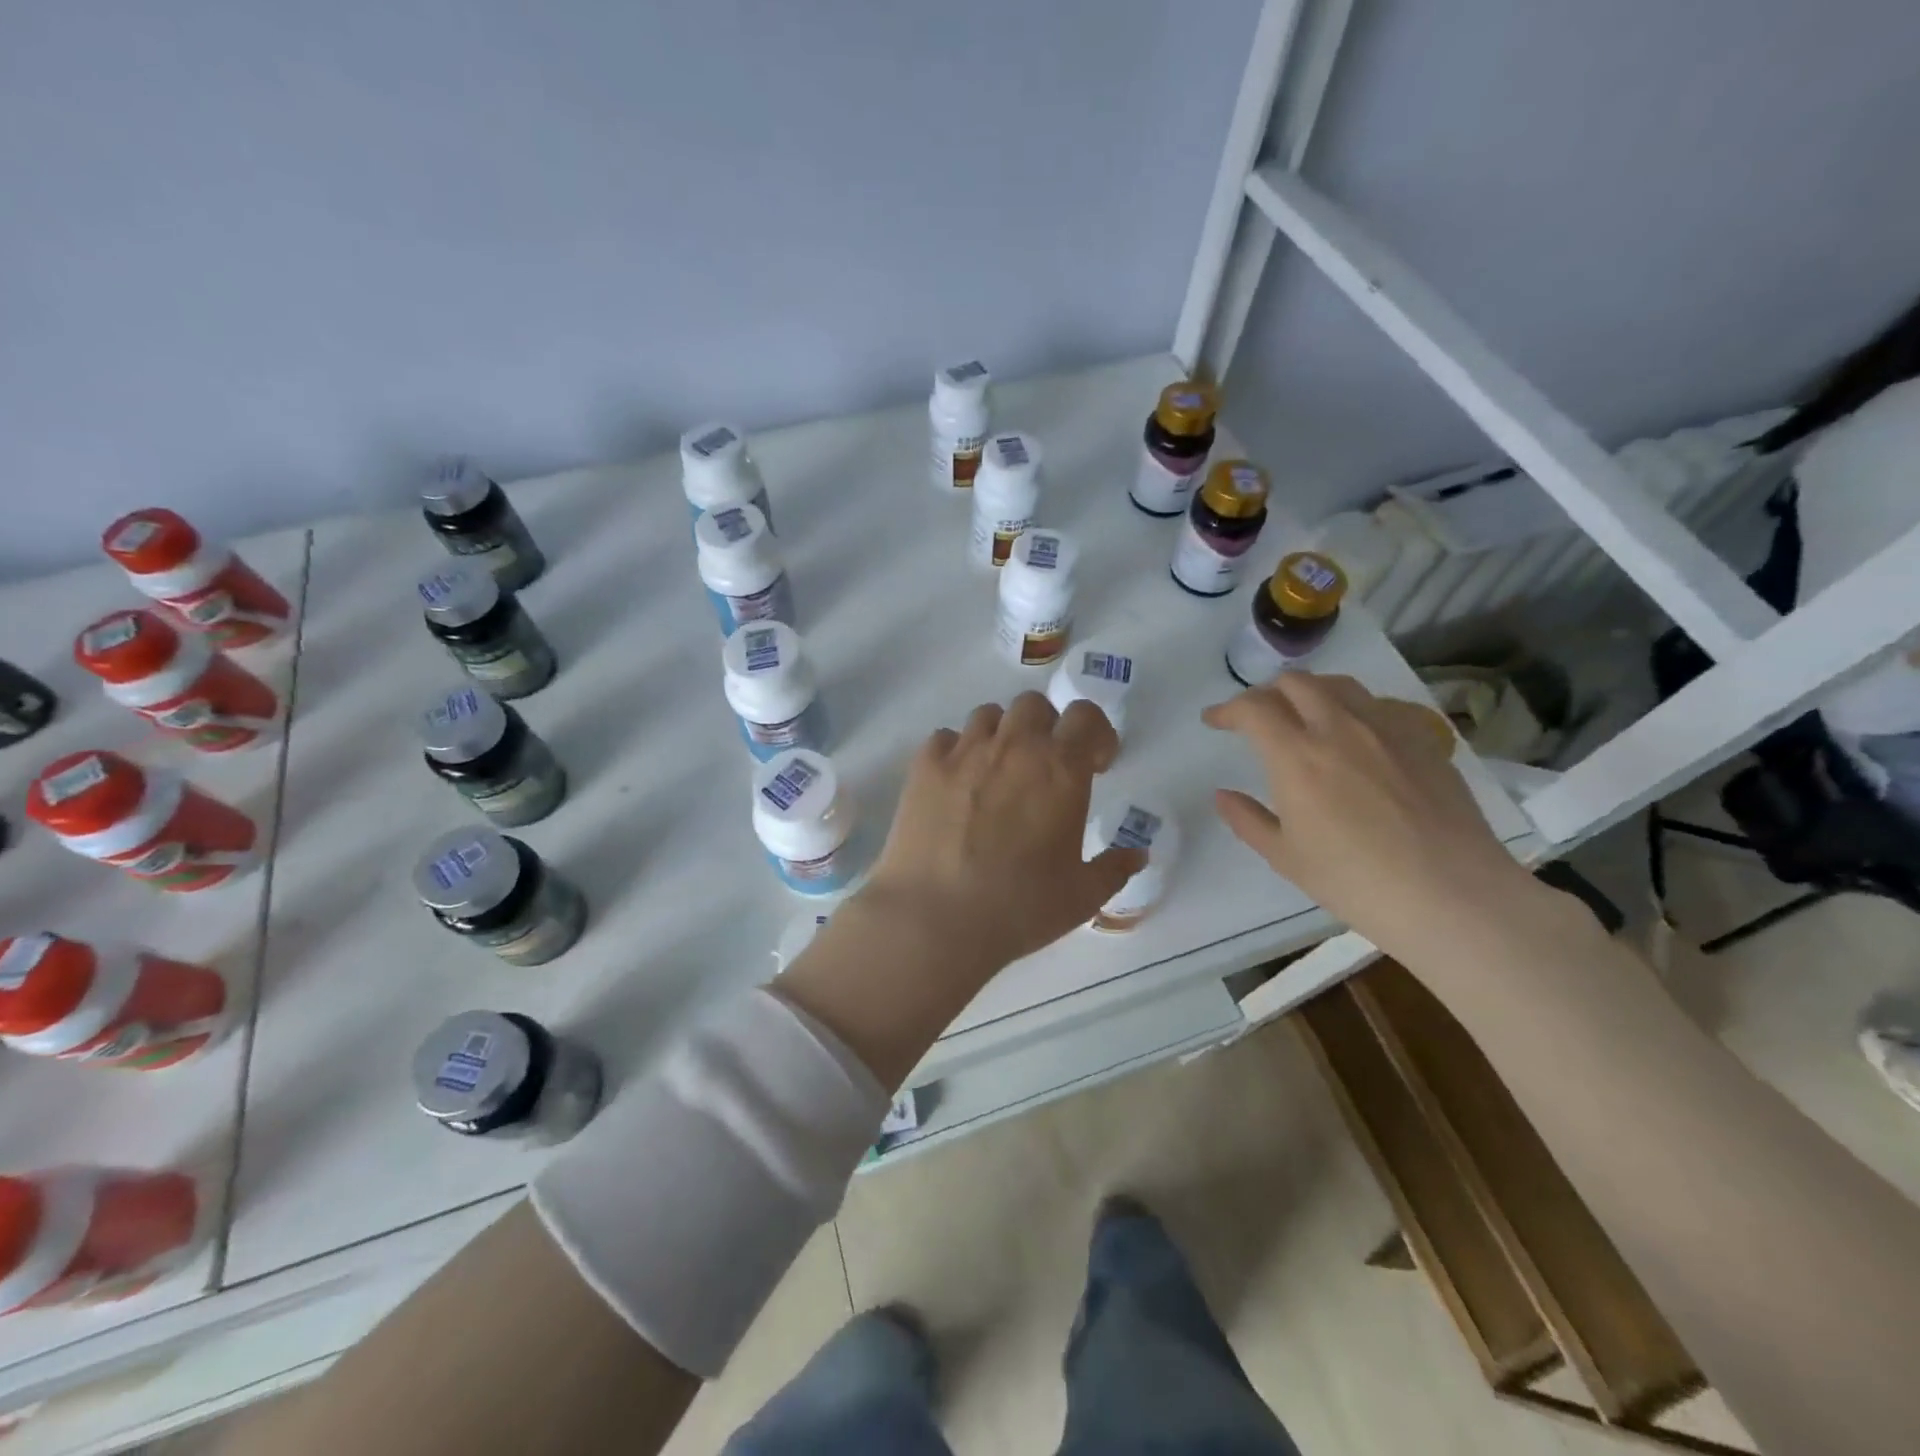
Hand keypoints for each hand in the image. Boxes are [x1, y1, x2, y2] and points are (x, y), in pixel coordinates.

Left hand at [858, 693, 1145, 980]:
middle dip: (1046, 728)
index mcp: (1060, 769)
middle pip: (1034, 706)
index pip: (1085, 717)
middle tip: (1045, 768)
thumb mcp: (1082, 896)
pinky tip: (956, 785)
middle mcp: (1014, 746)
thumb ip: (1115, 868)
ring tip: (998, 773)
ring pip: (988, 715)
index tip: (1095, 765)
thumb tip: (1138, 854)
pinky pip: (945, 738)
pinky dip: (956, 752)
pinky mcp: (924, 766)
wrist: (935, 918)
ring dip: (1001, 735)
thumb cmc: (1019, 907)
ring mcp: (964, 751)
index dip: (1096, 734)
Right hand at [1203, 672, 1528, 954]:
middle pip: (1295, 682)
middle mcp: (1339, 728)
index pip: (1252, 708)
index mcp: (1297, 756)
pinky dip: (1353, 709)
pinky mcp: (1422, 739)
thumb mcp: (1286, 858)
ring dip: (1310, 692)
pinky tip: (1356, 737)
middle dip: (1266, 693)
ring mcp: (1386, 729)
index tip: (1214, 721)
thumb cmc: (1356, 882)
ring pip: (1340, 685)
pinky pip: (1379, 705)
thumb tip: (1223, 795)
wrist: (1452, 894)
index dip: (1226, 709)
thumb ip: (1247, 820)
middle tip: (1257, 717)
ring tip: (1304, 716)